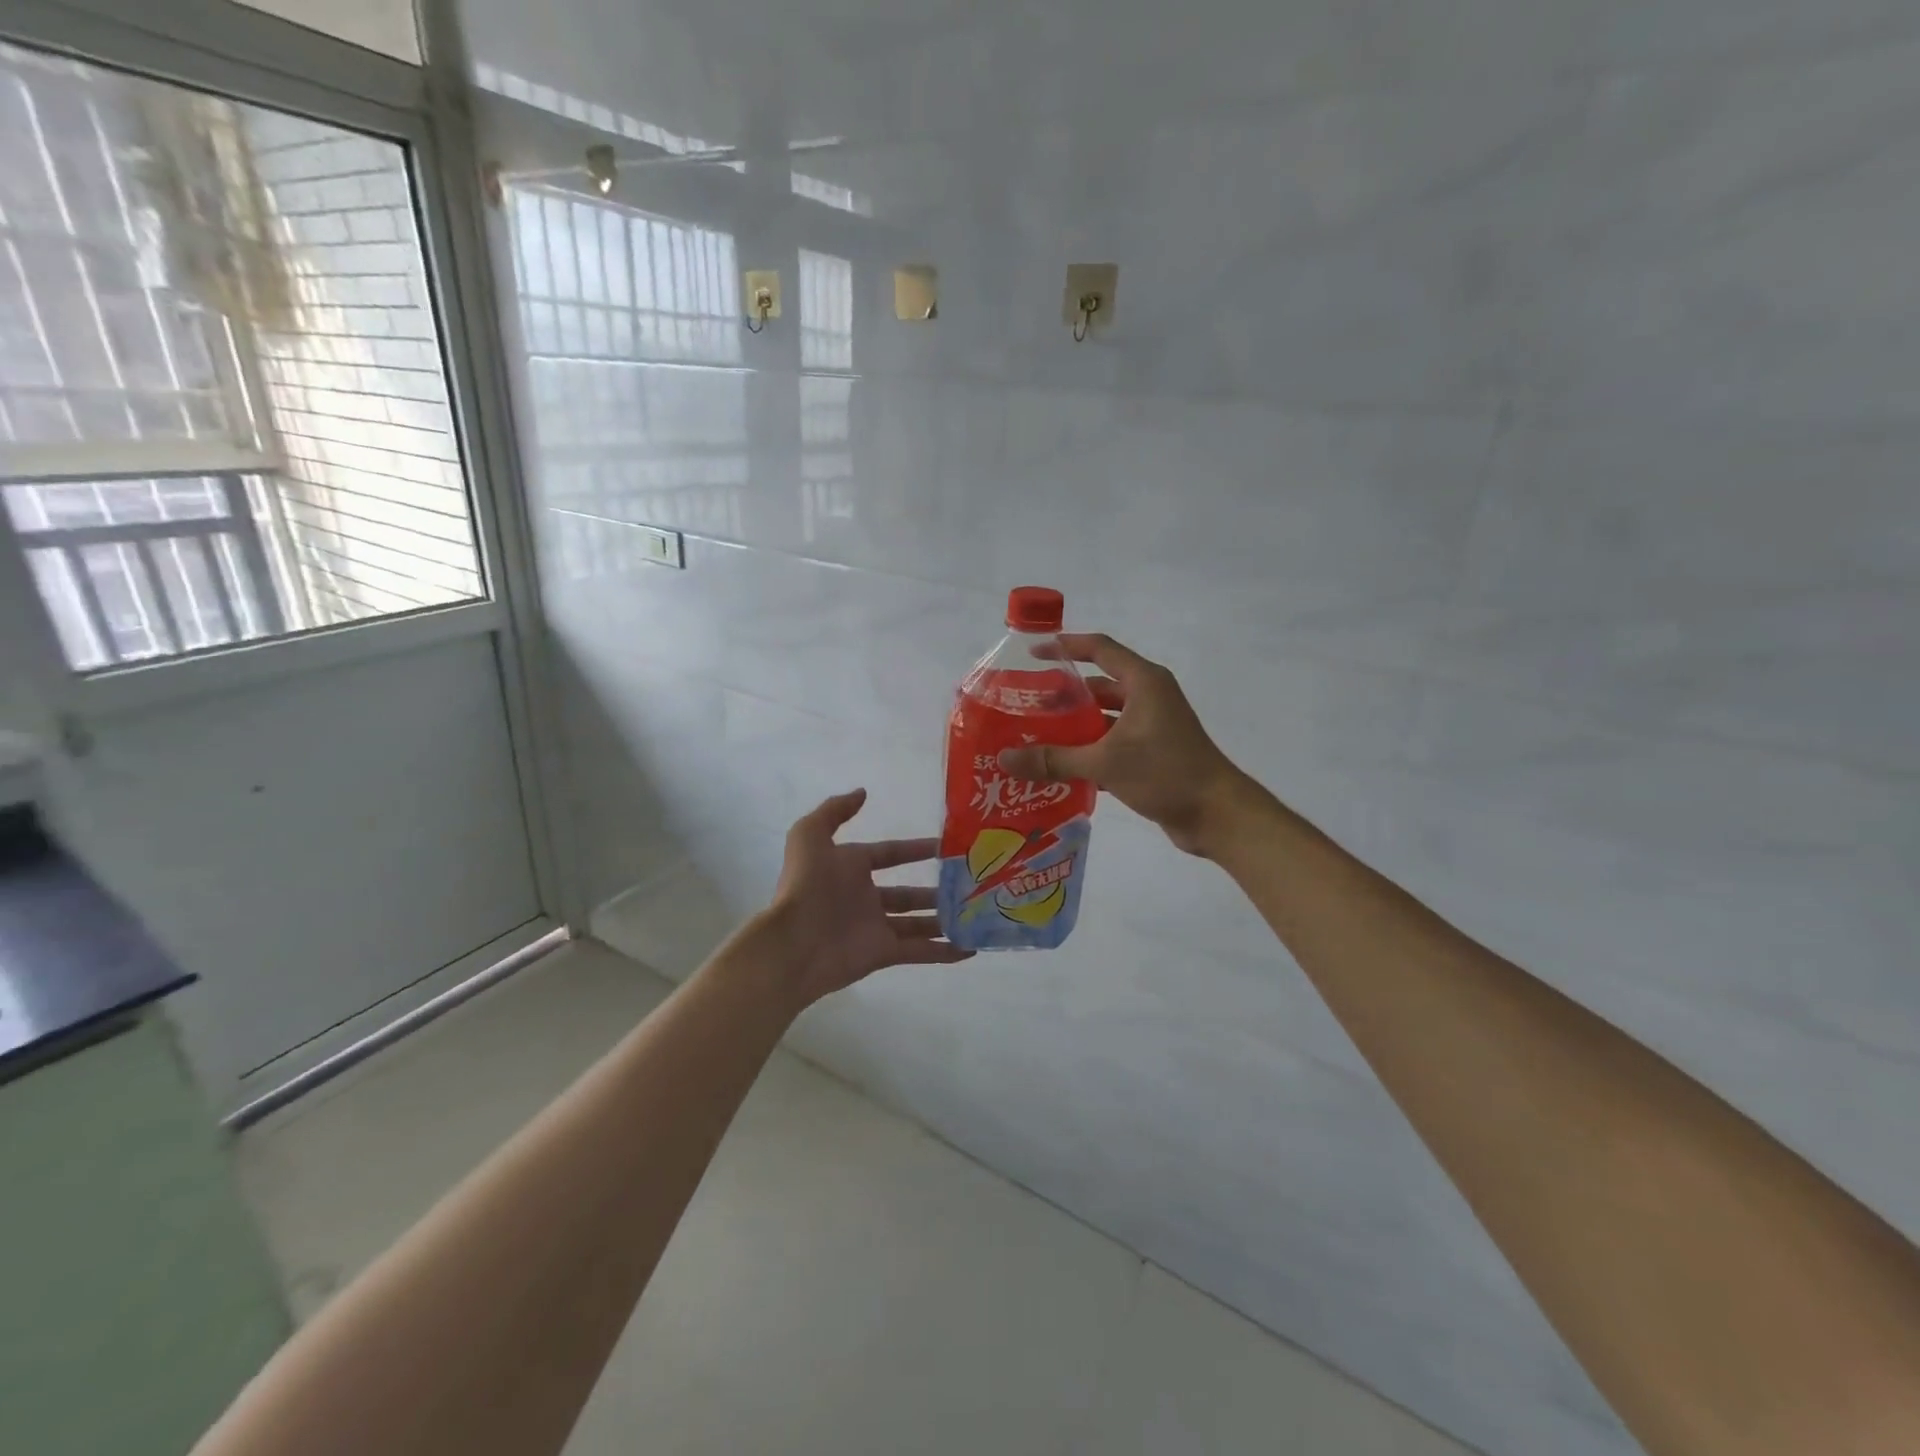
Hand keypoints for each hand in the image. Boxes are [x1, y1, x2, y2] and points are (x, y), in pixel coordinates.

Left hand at [763, 788, 970, 1006]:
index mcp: (850, 868)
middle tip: (969, 885)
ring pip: (918, 923)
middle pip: (908, 894)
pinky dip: (944, 952)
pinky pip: (919, 952)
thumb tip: (862, 793)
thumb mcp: (810, 835)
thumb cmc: (806, 885)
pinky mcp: (883, 954)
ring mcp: (876, 927)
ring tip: (976, 915)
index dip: (914, 849)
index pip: (888, 854)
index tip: (945, 846)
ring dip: (945, 920)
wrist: (794, 942)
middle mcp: (865, 897)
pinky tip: (970, 949)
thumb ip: (834, 810)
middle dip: (937, 890)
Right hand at [998, 635, 1246, 857]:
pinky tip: (1059, 766)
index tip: (1031, 653)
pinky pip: (1112, 742)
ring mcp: (1152, 726)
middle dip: (1062, 694)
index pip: (1099, 649)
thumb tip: (1005, 757)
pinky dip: (1089, 750)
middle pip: (1098, 685)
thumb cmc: (1166, 773)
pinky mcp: (1153, 753)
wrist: (1217, 814)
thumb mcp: (1105, 763)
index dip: (1065, 647)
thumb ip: (1054, 759)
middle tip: (1025, 706)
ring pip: (1104, 717)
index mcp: (1143, 682)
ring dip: (1074, 726)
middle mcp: (1148, 697)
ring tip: (1035, 736)